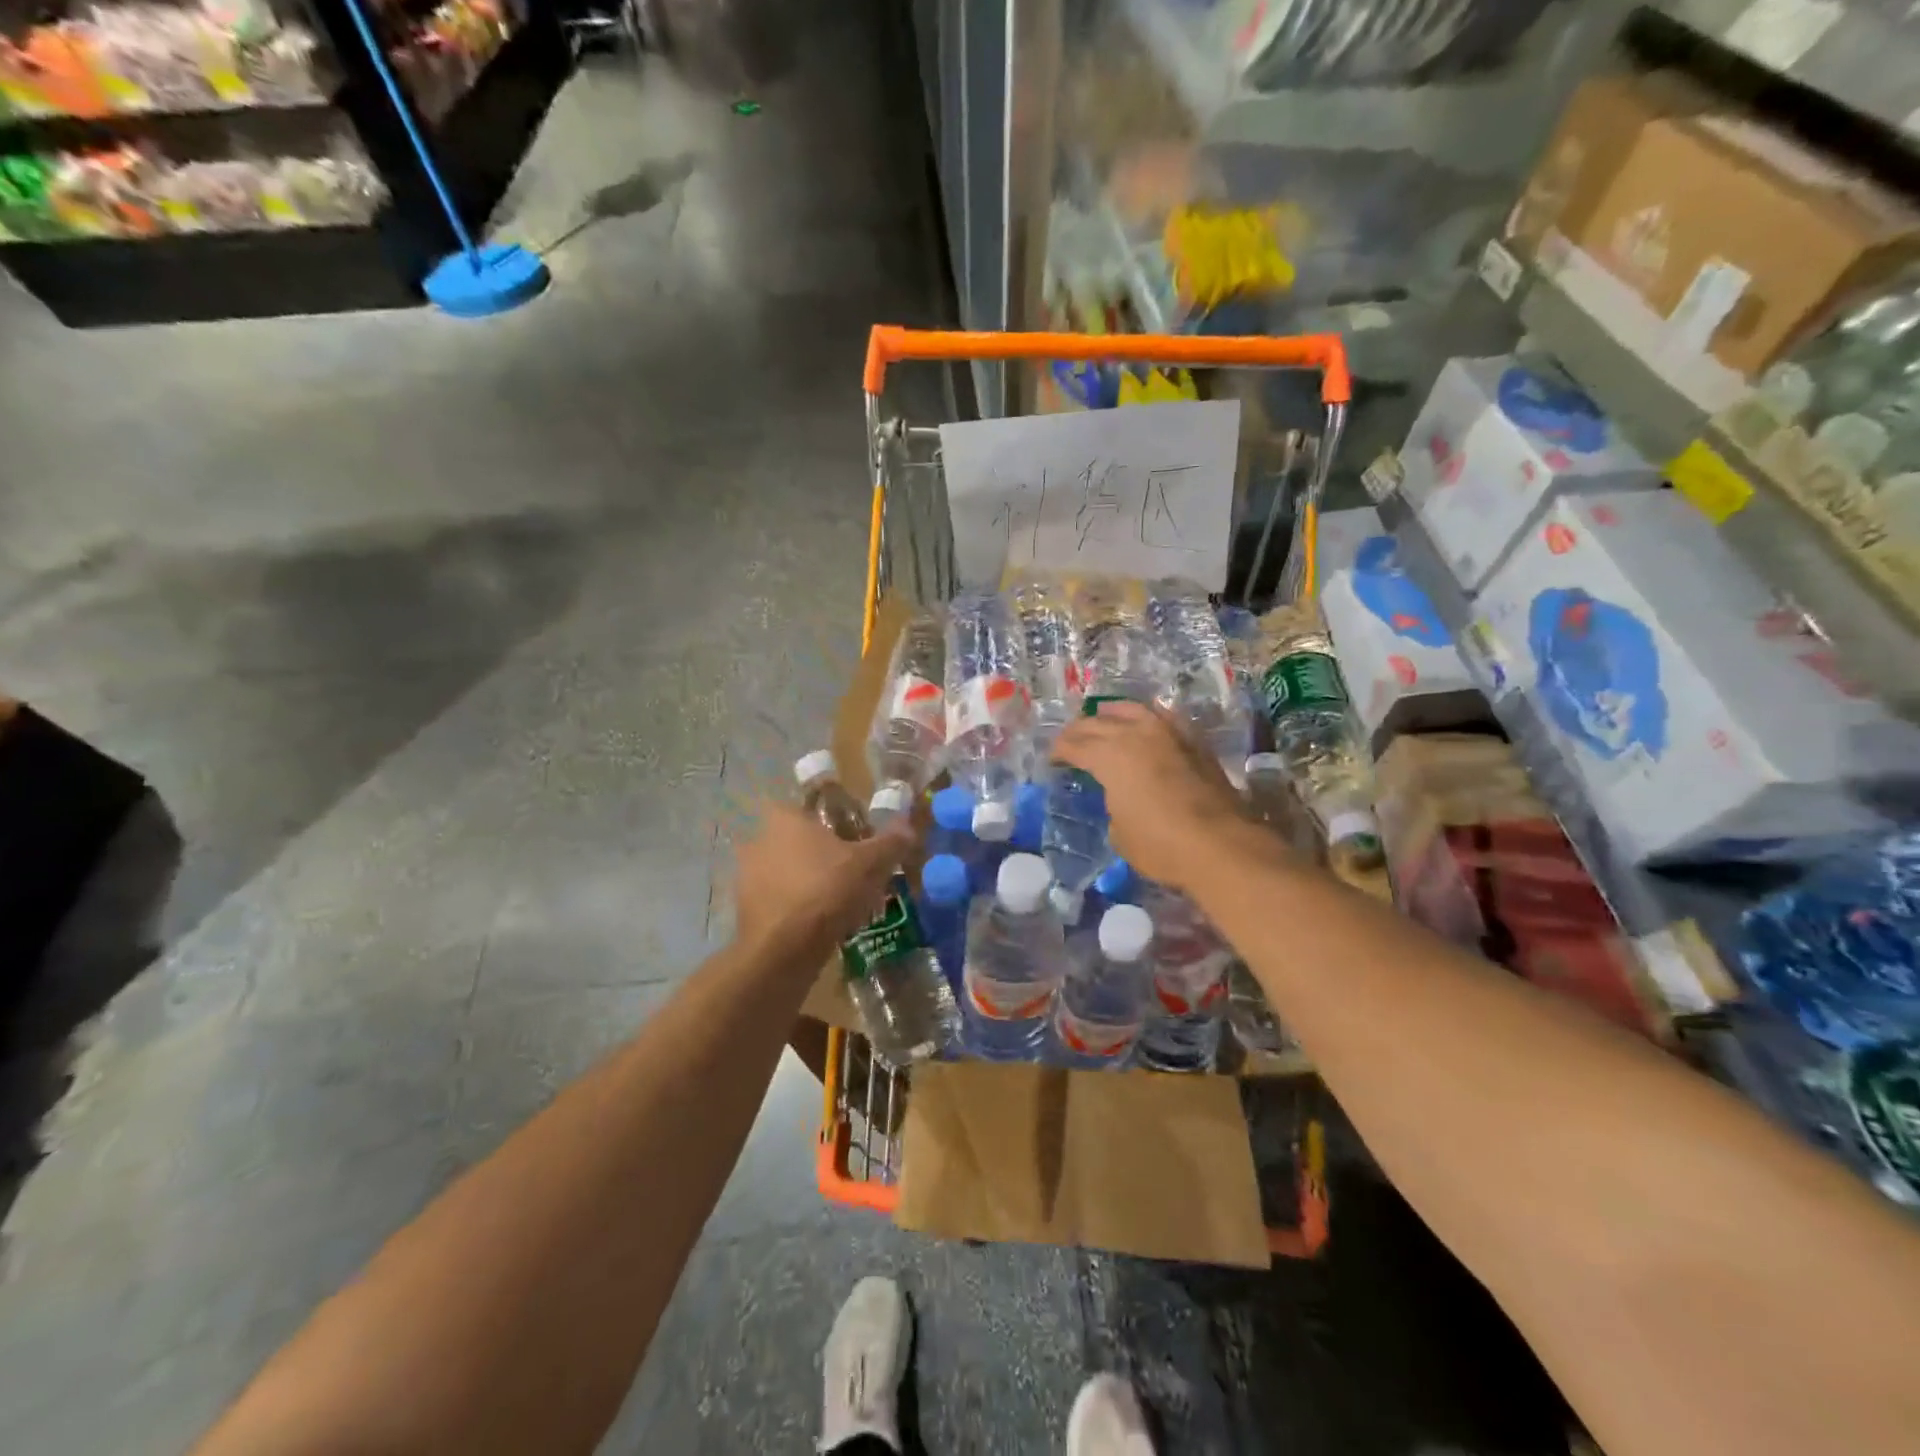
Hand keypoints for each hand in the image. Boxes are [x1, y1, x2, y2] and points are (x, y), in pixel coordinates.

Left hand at [733, 803, 915, 956]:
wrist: (782, 950)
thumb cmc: (826, 890)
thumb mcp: (870, 863)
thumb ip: (890, 842)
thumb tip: (908, 827)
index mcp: (784, 818)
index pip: (811, 806)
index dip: (835, 821)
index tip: (855, 838)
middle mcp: (759, 839)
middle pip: (799, 840)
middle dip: (823, 854)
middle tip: (852, 871)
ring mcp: (747, 875)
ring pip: (787, 871)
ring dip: (809, 882)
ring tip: (839, 901)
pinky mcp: (744, 909)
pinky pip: (778, 899)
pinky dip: (796, 907)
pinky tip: (819, 923)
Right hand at [1052, 701, 1246, 891]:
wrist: (1220, 844)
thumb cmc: (1160, 845)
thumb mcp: (1119, 833)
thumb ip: (1112, 804)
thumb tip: (1119, 796)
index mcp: (1108, 756)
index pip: (1074, 745)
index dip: (1059, 751)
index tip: (1053, 759)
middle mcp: (1135, 735)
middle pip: (1098, 723)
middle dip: (1079, 730)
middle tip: (1070, 740)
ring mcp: (1167, 733)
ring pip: (1132, 710)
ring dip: (1112, 713)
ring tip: (1103, 717)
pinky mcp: (1194, 741)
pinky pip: (1163, 717)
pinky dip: (1147, 717)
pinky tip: (1146, 723)